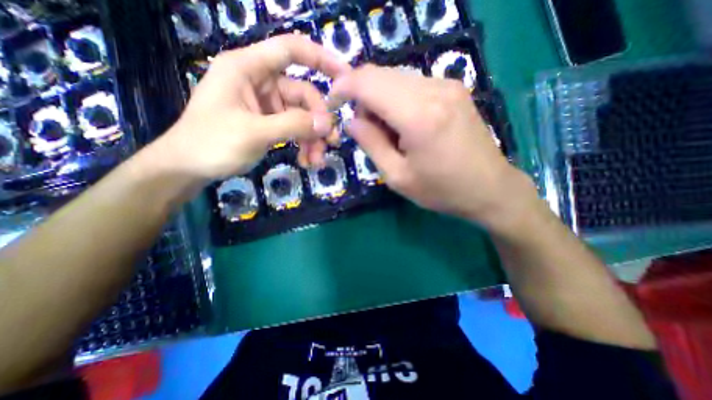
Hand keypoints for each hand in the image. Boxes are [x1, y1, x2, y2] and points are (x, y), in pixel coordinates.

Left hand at [153, 35, 349, 180]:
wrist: (190, 167)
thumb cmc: (212, 143)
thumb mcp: (254, 133)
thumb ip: (292, 125)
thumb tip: (327, 124)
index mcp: (248, 68)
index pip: (290, 50)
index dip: (321, 59)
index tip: (346, 76)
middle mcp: (261, 82)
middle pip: (304, 94)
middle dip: (319, 121)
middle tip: (331, 143)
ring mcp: (267, 105)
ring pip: (303, 116)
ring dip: (313, 139)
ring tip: (316, 161)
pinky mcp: (270, 123)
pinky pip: (296, 129)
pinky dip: (304, 145)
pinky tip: (307, 161)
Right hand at [331, 64, 536, 227]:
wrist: (489, 188)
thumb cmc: (441, 190)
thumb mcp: (397, 176)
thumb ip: (370, 144)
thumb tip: (351, 120)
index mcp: (418, 115)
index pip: (367, 82)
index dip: (343, 88)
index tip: (333, 103)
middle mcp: (434, 89)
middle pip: (380, 75)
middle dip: (362, 96)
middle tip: (365, 128)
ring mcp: (447, 85)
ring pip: (396, 77)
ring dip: (380, 98)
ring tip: (387, 131)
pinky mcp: (454, 89)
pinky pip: (412, 83)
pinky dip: (397, 98)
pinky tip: (404, 124)